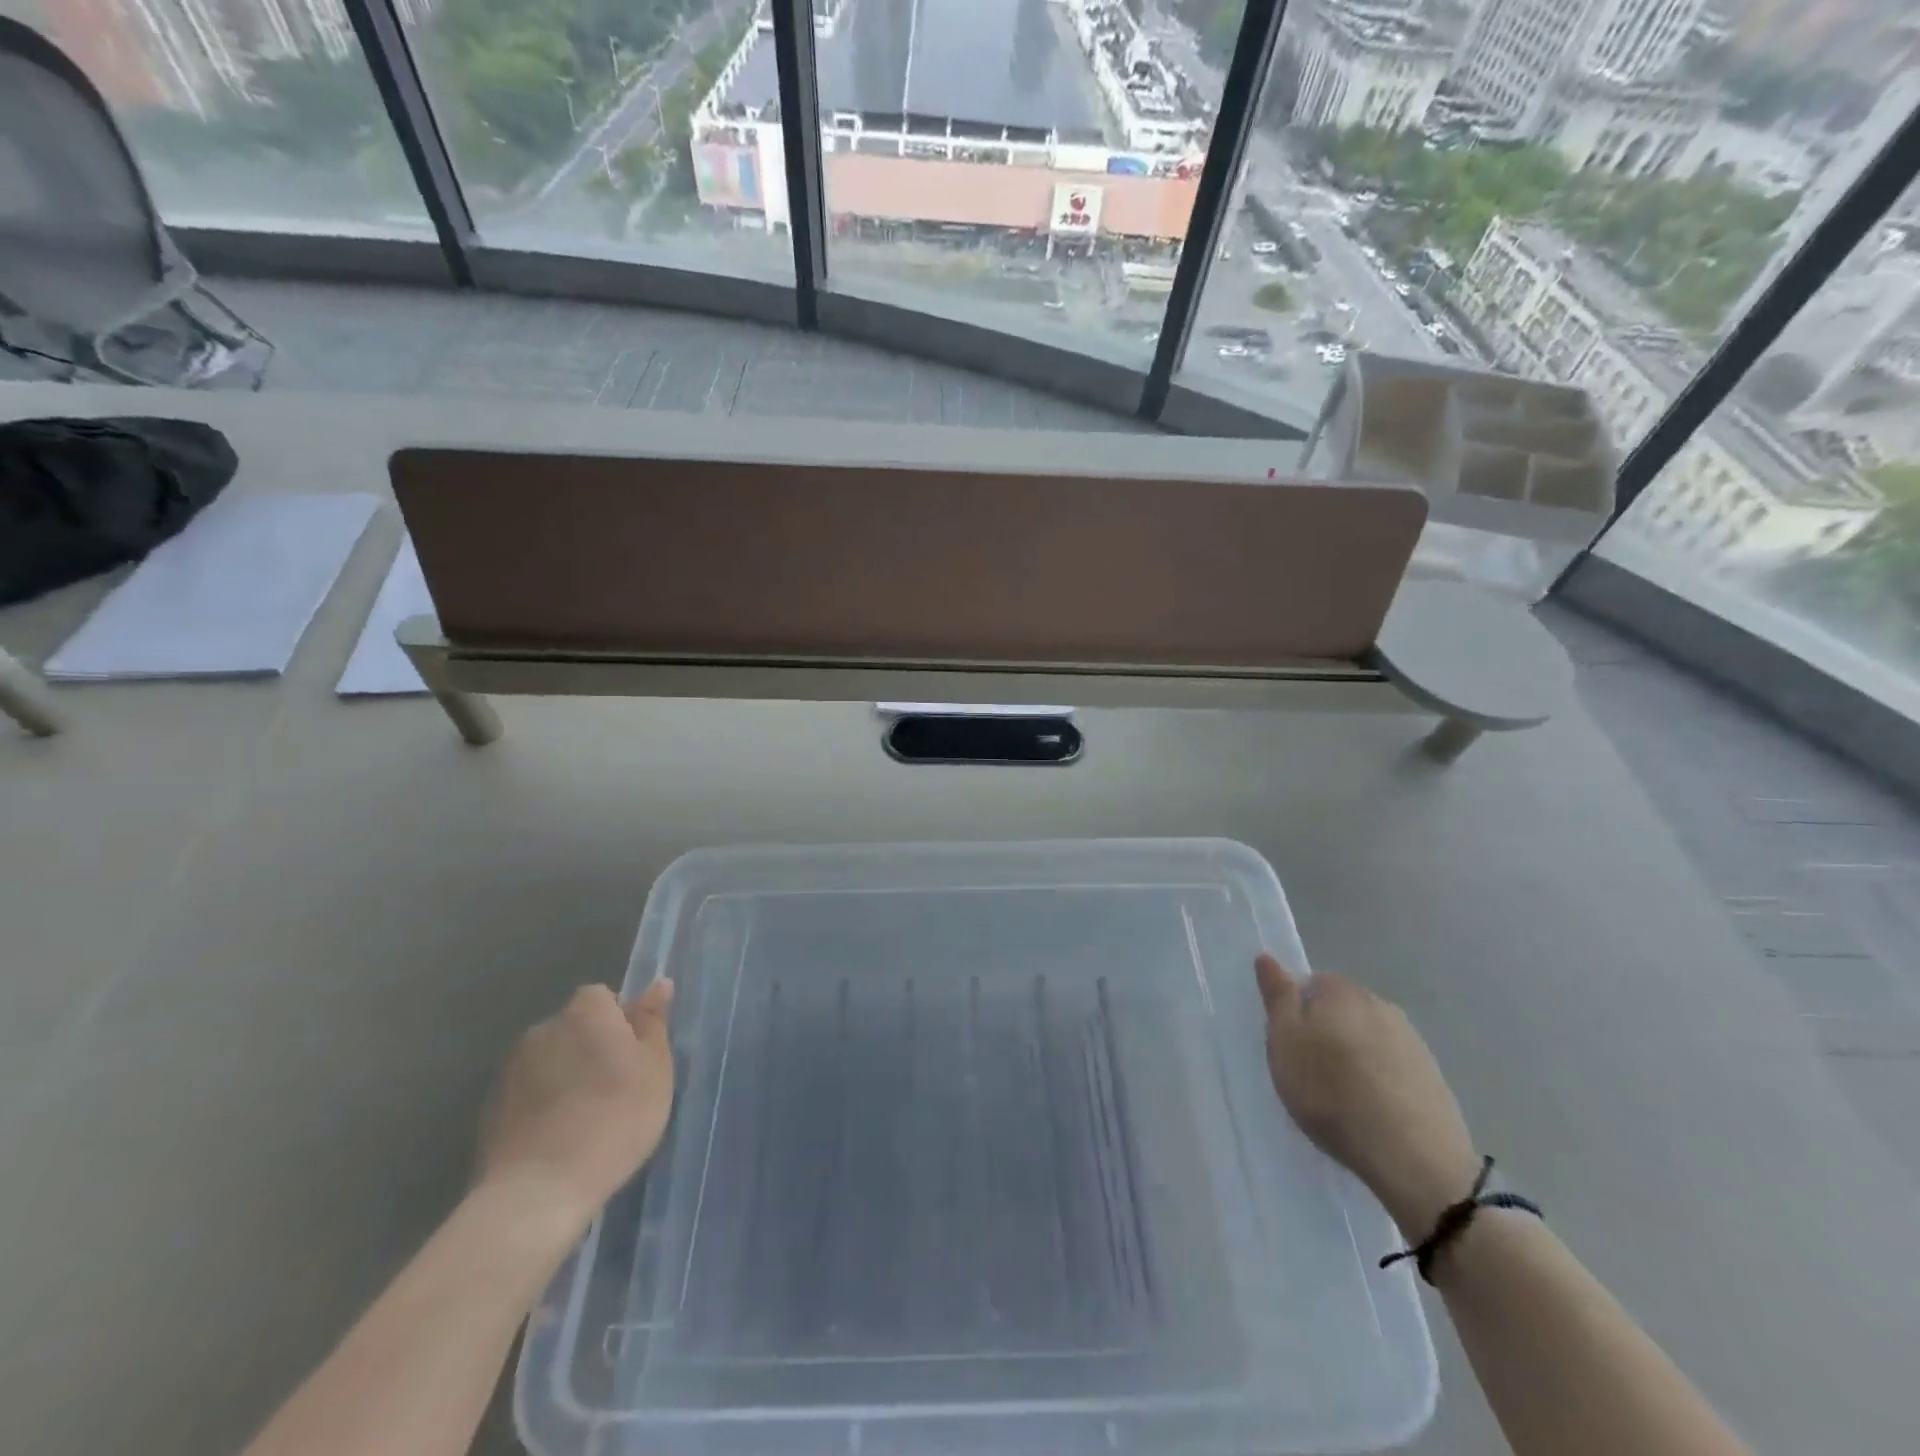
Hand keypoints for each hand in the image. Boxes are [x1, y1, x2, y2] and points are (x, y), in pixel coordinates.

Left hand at [477, 980, 675, 1234]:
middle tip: (615, 1089)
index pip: (601, 997)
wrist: (539, 1190)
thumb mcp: (654, 1068)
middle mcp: (543, 1029)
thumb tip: (658, 984)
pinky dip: (541, 1105)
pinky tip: (557, 1138)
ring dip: (564, 1076)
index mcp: (585, 1013)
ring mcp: (510, 1070)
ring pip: (549, 1061)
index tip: (632, 1056)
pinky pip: (527, 1093)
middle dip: (590, 1048)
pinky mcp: (490, 1109)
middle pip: (573, 1028)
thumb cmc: (615, 1118)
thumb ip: (652, 1022)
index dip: (618, 1022)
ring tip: (584, 1119)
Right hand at [1255, 954, 1477, 1235]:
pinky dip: (1380, 1082)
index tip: (1289, 1043)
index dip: (1296, 1011)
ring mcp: (1413, 1042)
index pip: (1312, 983)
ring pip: (1369, 1039)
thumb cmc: (1331, 1092)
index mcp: (1342, 991)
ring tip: (1342, 1098)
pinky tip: (1372, 1112)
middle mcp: (1381, 1005)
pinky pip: (1393, 1068)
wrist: (1413, 1157)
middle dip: (1326, 1032)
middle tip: (1309, 1071)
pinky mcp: (1433, 1078)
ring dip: (1355, 1057)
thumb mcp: (1285, 1041)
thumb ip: (1277, 997)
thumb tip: (1267, 956)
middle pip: (1342, 1010)